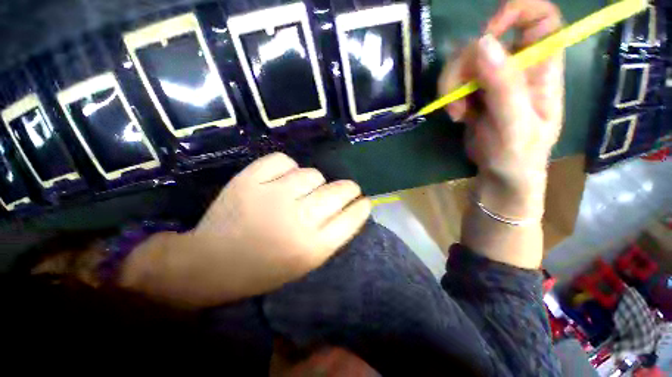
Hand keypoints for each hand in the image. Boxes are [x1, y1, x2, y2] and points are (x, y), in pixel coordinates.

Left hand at [122, 153, 370, 307]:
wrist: (212, 263)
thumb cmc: (263, 268)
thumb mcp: (304, 261)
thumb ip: (330, 235)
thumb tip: (348, 207)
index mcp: (312, 248)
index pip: (351, 219)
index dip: (361, 206)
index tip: (364, 200)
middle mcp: (297, 220)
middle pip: (338, 192)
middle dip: (348, 189)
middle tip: (347, 189)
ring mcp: (272, 197)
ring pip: (312, 174)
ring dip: (313, 181)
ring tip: (300, 191)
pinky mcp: (250, 180)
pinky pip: (283, 161)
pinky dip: (286, 167)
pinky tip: (279, 180)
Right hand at [439, 0, 563, 201]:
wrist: (502, 173)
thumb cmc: (519, 155)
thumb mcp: (516, 125)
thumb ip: (504, 86)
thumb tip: (482, 43)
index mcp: (542, 67)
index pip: (541, 17)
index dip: (515, 11)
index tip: (488, 35)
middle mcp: (517, 65)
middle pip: (484, 40)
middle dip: (464, 67)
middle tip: (459, 97)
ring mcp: (492, 78)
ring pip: (462, 61)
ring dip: (452, 86)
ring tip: (458, 112)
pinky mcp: (473, 92)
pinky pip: (454, 81)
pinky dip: (449, 97)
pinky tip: (457, 116)